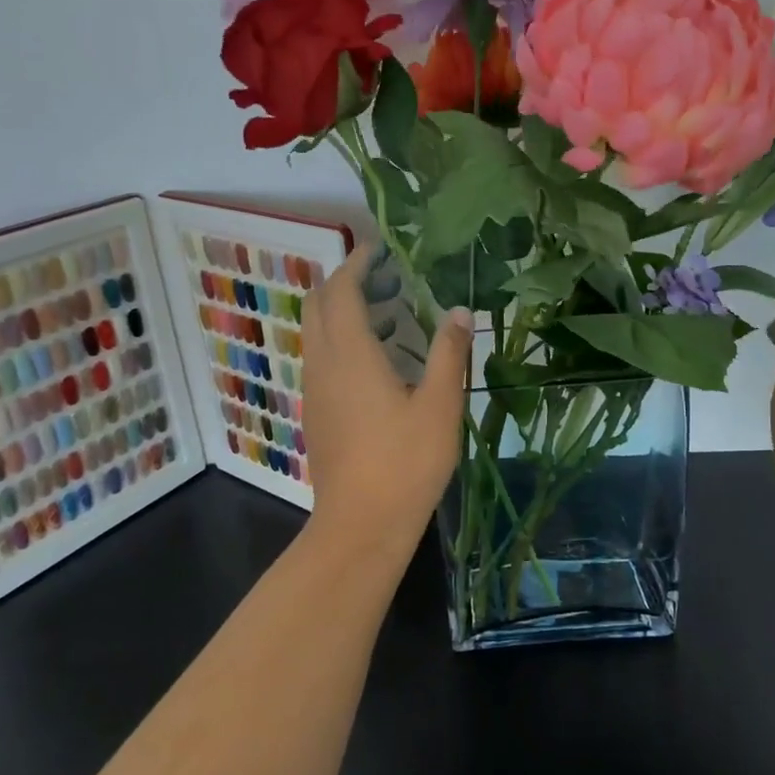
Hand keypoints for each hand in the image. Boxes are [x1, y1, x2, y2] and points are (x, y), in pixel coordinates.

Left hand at [301, 243, 473, 560]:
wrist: (360, 525)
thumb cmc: (405, 463)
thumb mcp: (440, 406)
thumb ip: (448, 354)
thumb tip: (460, 312)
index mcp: (350, 354)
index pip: (340, 290)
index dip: (356, 263)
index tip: (379, 249)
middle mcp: (323, 364)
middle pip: (318, 305)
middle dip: (343, 282)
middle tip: (384, 278)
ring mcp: (314, 389)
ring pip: (315, 332)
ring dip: (340, 311)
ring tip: (385, 313)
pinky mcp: (315, 411)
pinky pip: (319, 357)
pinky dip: (338, 339)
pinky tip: (374, 360)